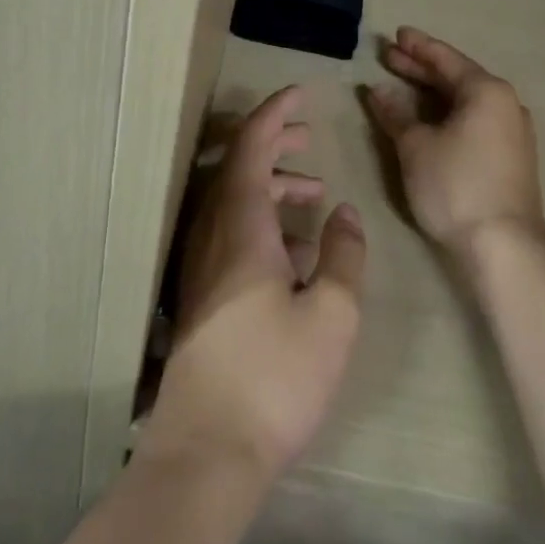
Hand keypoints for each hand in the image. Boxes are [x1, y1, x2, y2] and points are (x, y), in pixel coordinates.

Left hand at [145, 86, 366, 484]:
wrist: (208, 450)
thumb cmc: (275, 376)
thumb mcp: (332, 314)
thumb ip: (344, 254)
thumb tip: (344, 213)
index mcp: (240, 224)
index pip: (251, 146)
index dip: (275, 113)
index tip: (299, 93)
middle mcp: (212, 233)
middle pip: (236, 166)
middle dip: (273, 143)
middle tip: (308, 137)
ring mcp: (201, 264)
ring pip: (232, 200)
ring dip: (270, 184)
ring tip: (313, 193)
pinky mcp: (200, 293)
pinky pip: (229, 231)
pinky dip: (261, 219)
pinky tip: (294, 251)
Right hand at [361, 26, 544, 264]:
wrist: (504, 246)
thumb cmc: (456, 185)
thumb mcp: (416, 146)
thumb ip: (396, 113)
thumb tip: (378, 90)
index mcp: (487, 91)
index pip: (445, 59)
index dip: (417, 47)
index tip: (395, 35)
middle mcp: (506, 104)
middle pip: (457, 77)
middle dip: (421, 68)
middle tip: (389, 56)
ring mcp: (513, 131)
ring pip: (466, 100)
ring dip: (433, 92)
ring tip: (403, 83)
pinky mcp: (512, 156)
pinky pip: (475, 119)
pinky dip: (448, 112)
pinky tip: (429, 118)